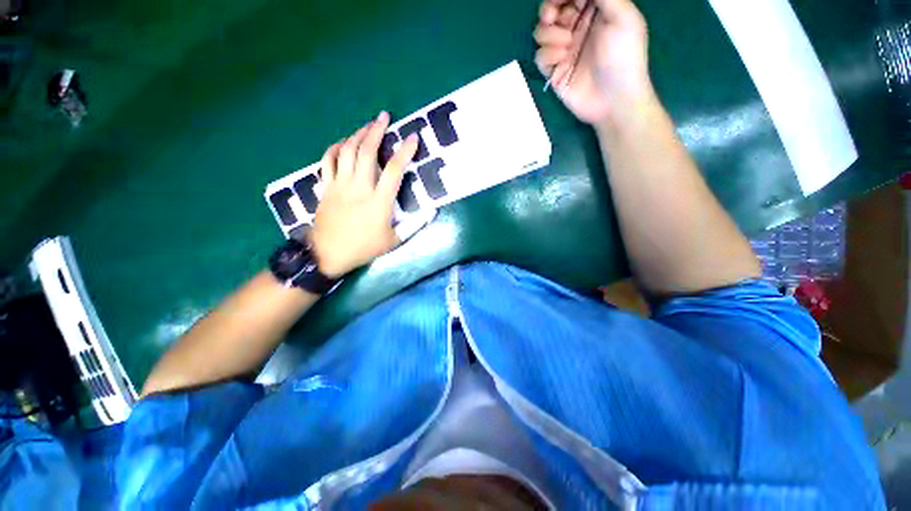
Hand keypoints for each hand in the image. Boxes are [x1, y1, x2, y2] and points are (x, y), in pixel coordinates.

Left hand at [310, 112, 418, 278]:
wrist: (328, 254)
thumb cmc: (364, 248)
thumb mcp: (394, 241)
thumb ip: (414, 224)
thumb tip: (432, 211)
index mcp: (379, 202)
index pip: (394, 170)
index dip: (405, 152)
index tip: (413, 137)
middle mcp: (359, 187)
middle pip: (366, 152)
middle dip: (376, 131)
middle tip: (384, 117)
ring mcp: (340, 185)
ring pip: (347, 151)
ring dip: (357, 135)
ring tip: (367, 125)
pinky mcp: (326, 186)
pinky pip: (328, 160)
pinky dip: (335, 147)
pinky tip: (343, 142)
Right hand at [534, 0, 651, 124]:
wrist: (613, 100)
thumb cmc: (624, 57)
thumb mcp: (623, 17)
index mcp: (596, 12)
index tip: (557, 0)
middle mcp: (577, 28)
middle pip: (552, 10)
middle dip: (548, 10)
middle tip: (553, 17)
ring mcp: (564, 50)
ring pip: (541, 32)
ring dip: (549, 34)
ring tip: (567, 45)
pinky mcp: (555, 71)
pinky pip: (540, 56)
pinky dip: (547, 55)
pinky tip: (561, 60)